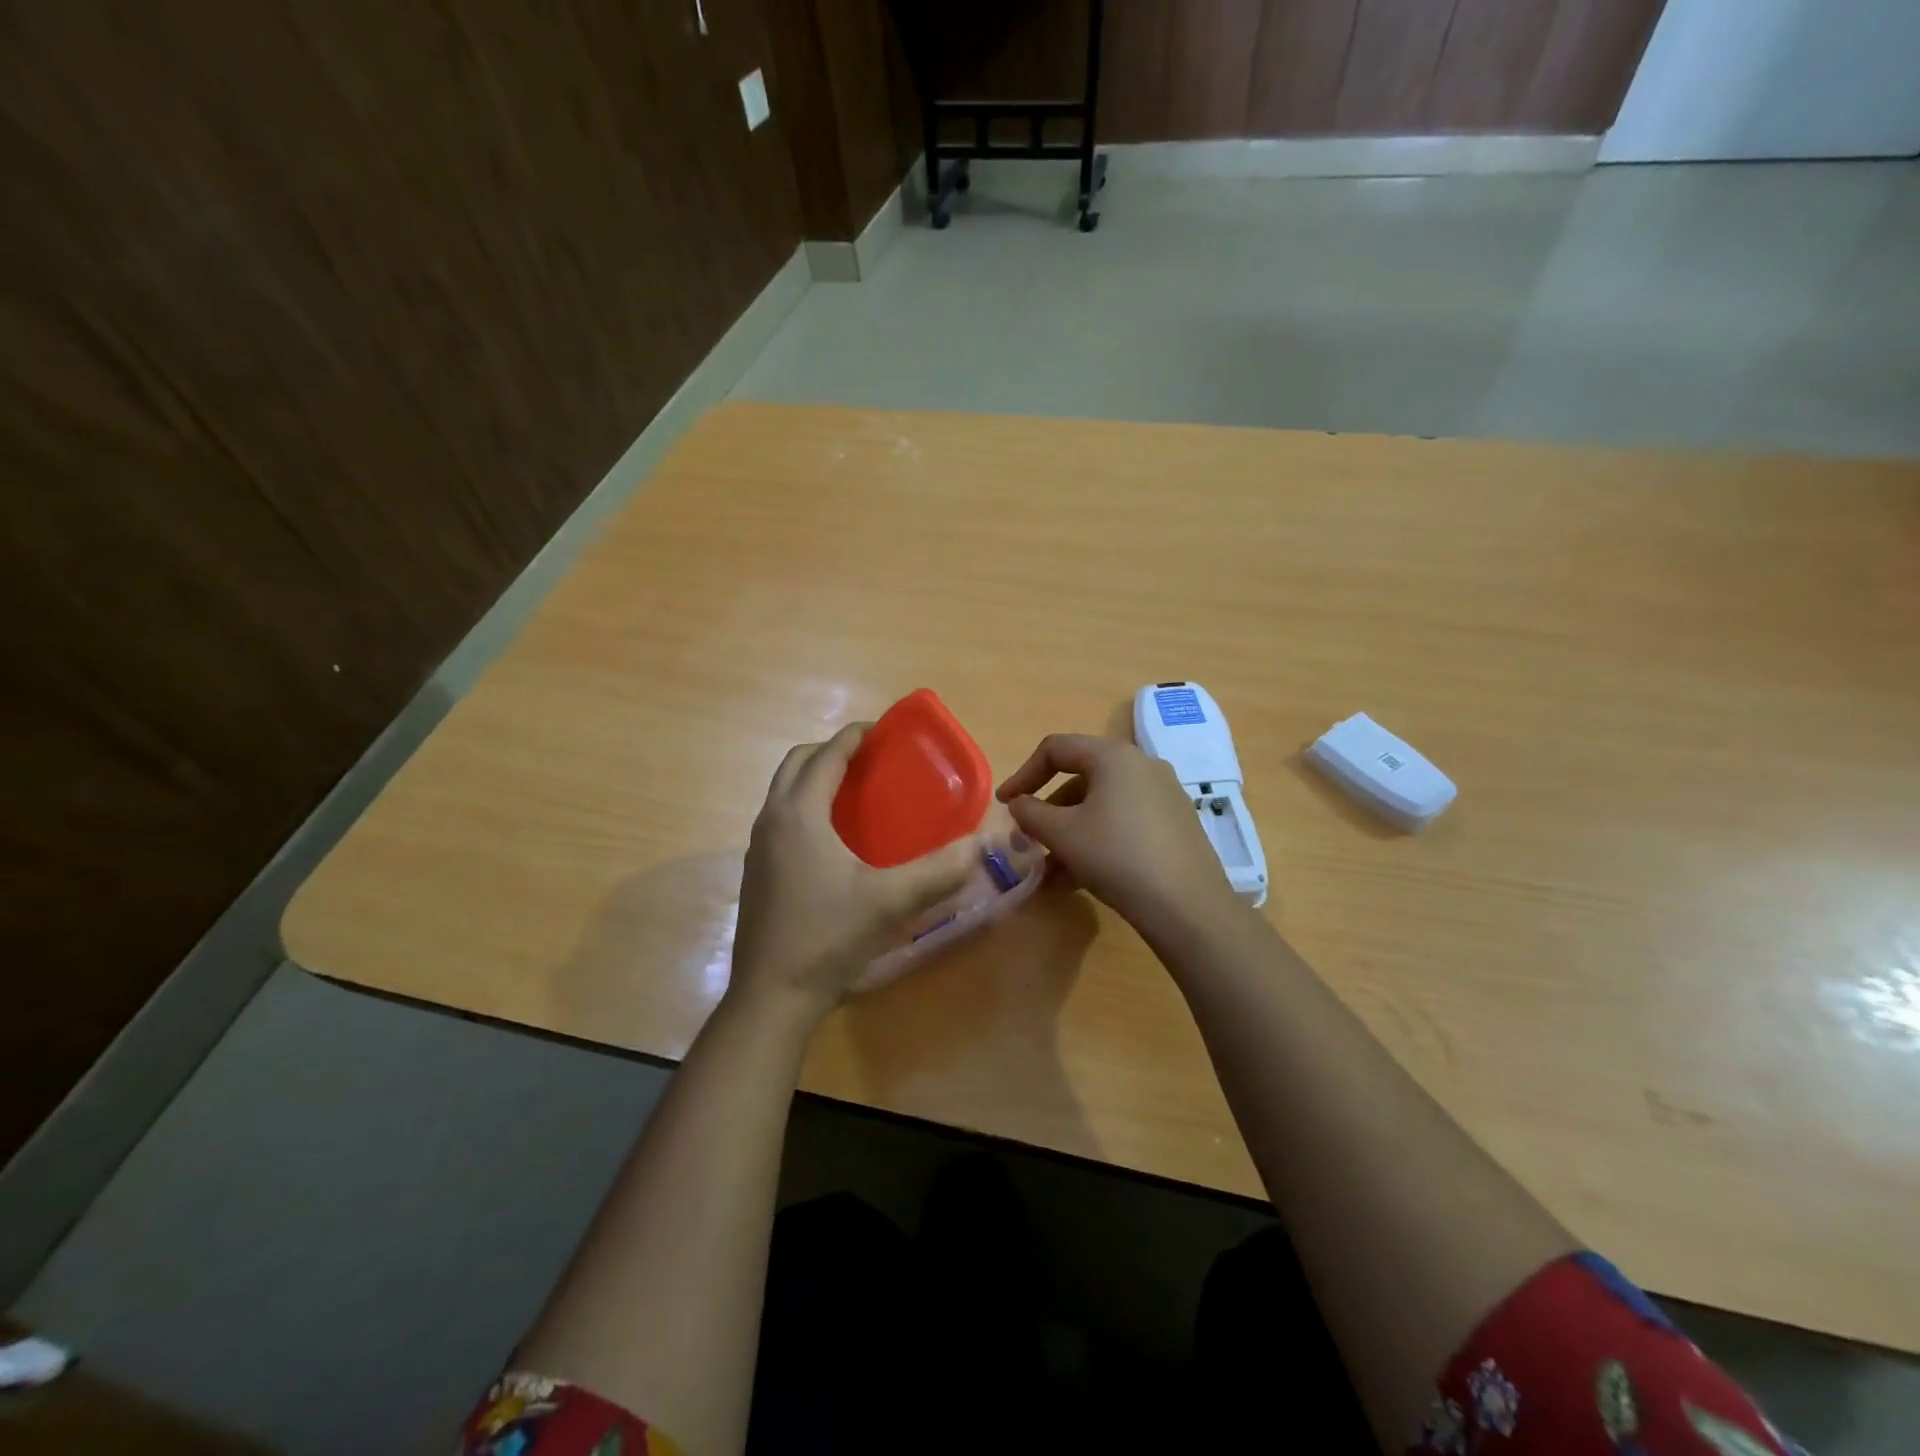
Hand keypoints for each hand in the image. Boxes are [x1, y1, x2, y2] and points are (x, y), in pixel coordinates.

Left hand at [730, 724, 980, 1026]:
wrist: (771, 996)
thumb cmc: (828, 937)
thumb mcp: (891, 902)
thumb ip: (939, 871)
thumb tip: (978, 844)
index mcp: (799, 814)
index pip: (826, 755)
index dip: (855, 736)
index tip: (884, 730)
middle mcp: (772, 820)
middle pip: (797, 763)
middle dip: (832, 751)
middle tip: (871, 760)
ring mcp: (759, 847)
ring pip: (784, 790)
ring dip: (815, 777)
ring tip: (856, 792)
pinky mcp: (757, 871)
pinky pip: (781, 817)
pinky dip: (806, 805)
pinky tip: (836, 839)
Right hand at [997, 734, 1242, 936]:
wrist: (1188, 906)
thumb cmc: (1116, 857)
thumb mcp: (1062, 834)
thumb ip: (1030, 812)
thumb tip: (1019, 804)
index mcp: (1114, 756)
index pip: (1056, 748)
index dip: (1023, 773)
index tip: (1006, 805)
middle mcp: (1143, 765)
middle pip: (1081, 777)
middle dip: (1049, 810)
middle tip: (1030, 839)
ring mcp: (1165, 794)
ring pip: (1103, 804)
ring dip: (1071, 830)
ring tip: (1052, 870)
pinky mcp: (1177, 823)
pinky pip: (1126, 820)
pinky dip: (1099, 838)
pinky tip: (1085, 875)